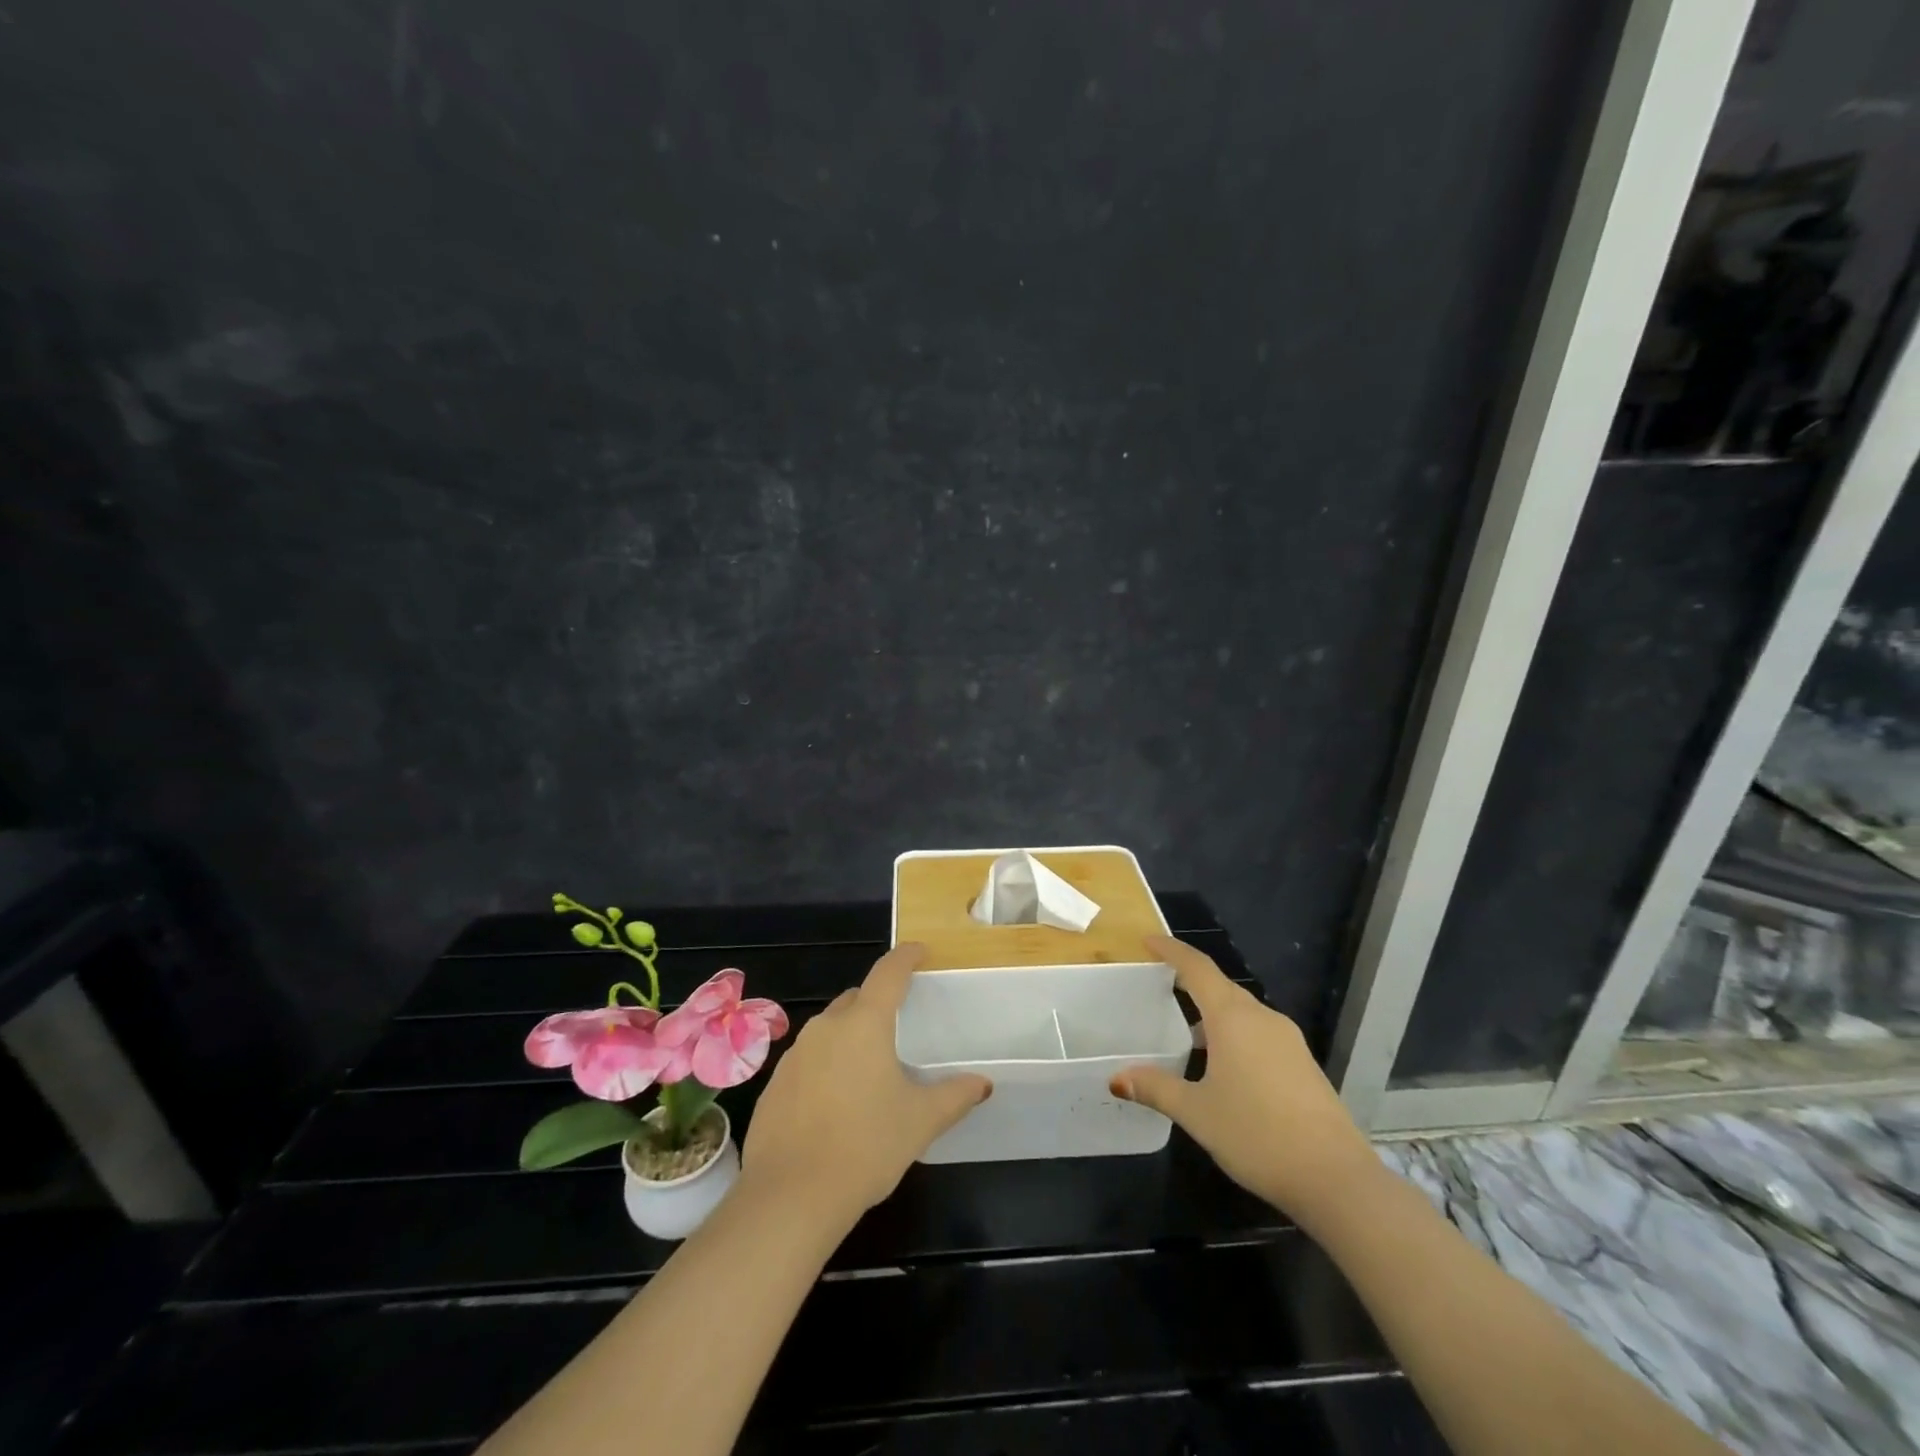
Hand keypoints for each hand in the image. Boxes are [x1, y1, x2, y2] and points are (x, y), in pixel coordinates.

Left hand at [740, 942, 989, 1226]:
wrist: (789, 1197)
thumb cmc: (866, 1146)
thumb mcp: (919, 1121)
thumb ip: (954, 1096)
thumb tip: (983, 1083)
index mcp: (864, 1023)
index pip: (888, 972)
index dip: (906, 957)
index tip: (919, 952)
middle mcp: (826, 1027)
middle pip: (856, 999)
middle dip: (877, 1003)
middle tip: (899, 1027)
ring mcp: (795, 1054)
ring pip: (829, 1030)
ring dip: (850, 1037)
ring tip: (870, 1070)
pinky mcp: (775, 1084)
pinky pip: (808, 1061)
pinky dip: (826, 1066)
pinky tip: (836, 1103)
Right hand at [1111, 935, 1378, 1225]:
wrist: (1336, 1178)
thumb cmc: (1257, 1135)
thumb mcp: (1197, 1113)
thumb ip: (1156, 1089)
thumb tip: (1117, 1078)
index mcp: (1233, 1018)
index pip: (1197, 968)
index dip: (1171, 950)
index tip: (1148, 941)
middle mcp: (1262, 1018)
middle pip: (1220, 986)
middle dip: (1190, 980)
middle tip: (1160, 984)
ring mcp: (1288, 1040)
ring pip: (1242, 1011)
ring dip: (1213, 1011)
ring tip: (1186, 1031)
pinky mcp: (1302, 1063)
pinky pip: (1259, 1032)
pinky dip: (1233, 1033)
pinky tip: (1223, 1065)